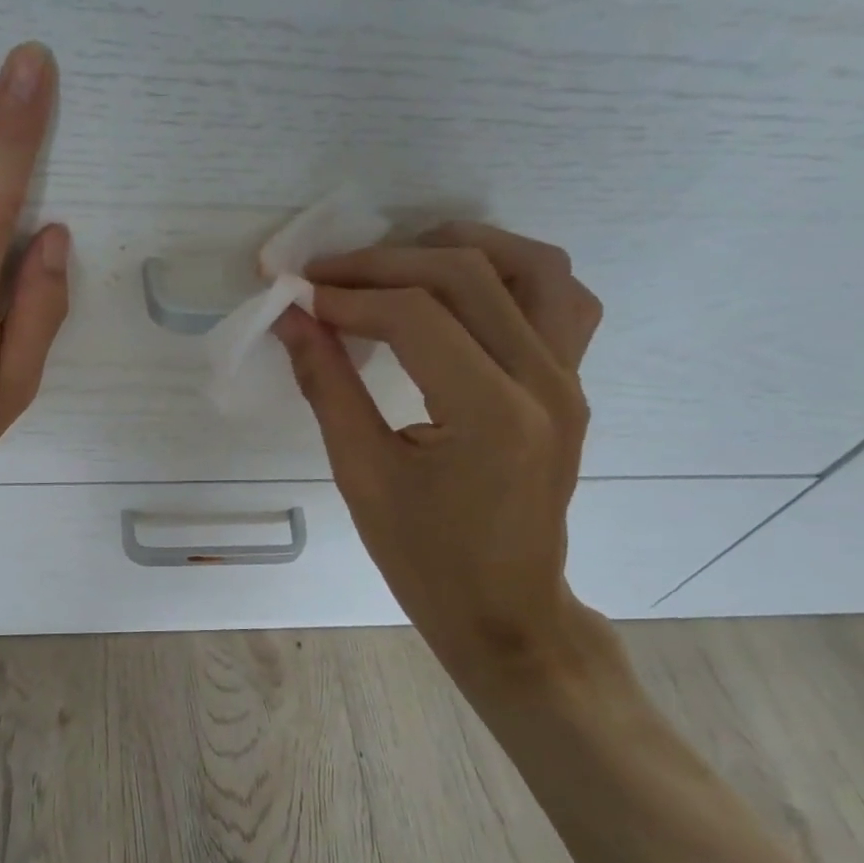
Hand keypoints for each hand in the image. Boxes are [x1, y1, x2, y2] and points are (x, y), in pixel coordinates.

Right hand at [274, 221, 627, 703]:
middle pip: (467, 275)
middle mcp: (545, 381)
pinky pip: (558, 299)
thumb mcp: (361, 474)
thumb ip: (327, 384)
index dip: (347, 295)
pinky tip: (459, 291)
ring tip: (395, 265)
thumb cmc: (425, 558)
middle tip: (325, 276)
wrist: (505, 611)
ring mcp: (570, 379)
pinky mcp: (572, 384)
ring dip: (458, 251)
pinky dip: (507, 274)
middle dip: (384, 263)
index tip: (297, 295)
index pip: (415, 315)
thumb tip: (291, 317)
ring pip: (532, 267)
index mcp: (492, 413)